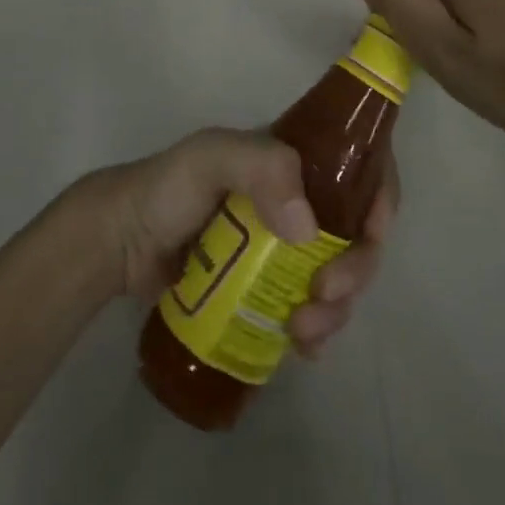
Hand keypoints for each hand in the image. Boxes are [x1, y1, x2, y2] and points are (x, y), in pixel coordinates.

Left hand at [79, 128, 398, 358]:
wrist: (122, 242)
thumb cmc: (168, 188)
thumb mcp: (211, 157)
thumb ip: (261, 168)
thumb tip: (309, 230)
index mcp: (296, 162)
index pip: (360, 168)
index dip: (381, 196)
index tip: (374, 233)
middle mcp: (302, 202)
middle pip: (358, 233)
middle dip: (357, 267)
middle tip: (326, 295)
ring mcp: (286, 250)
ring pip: (340, 276)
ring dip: (338, 308)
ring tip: (303, 331)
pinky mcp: (268, 289)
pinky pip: (312, 310)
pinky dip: (319, 331)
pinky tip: (302, 347)